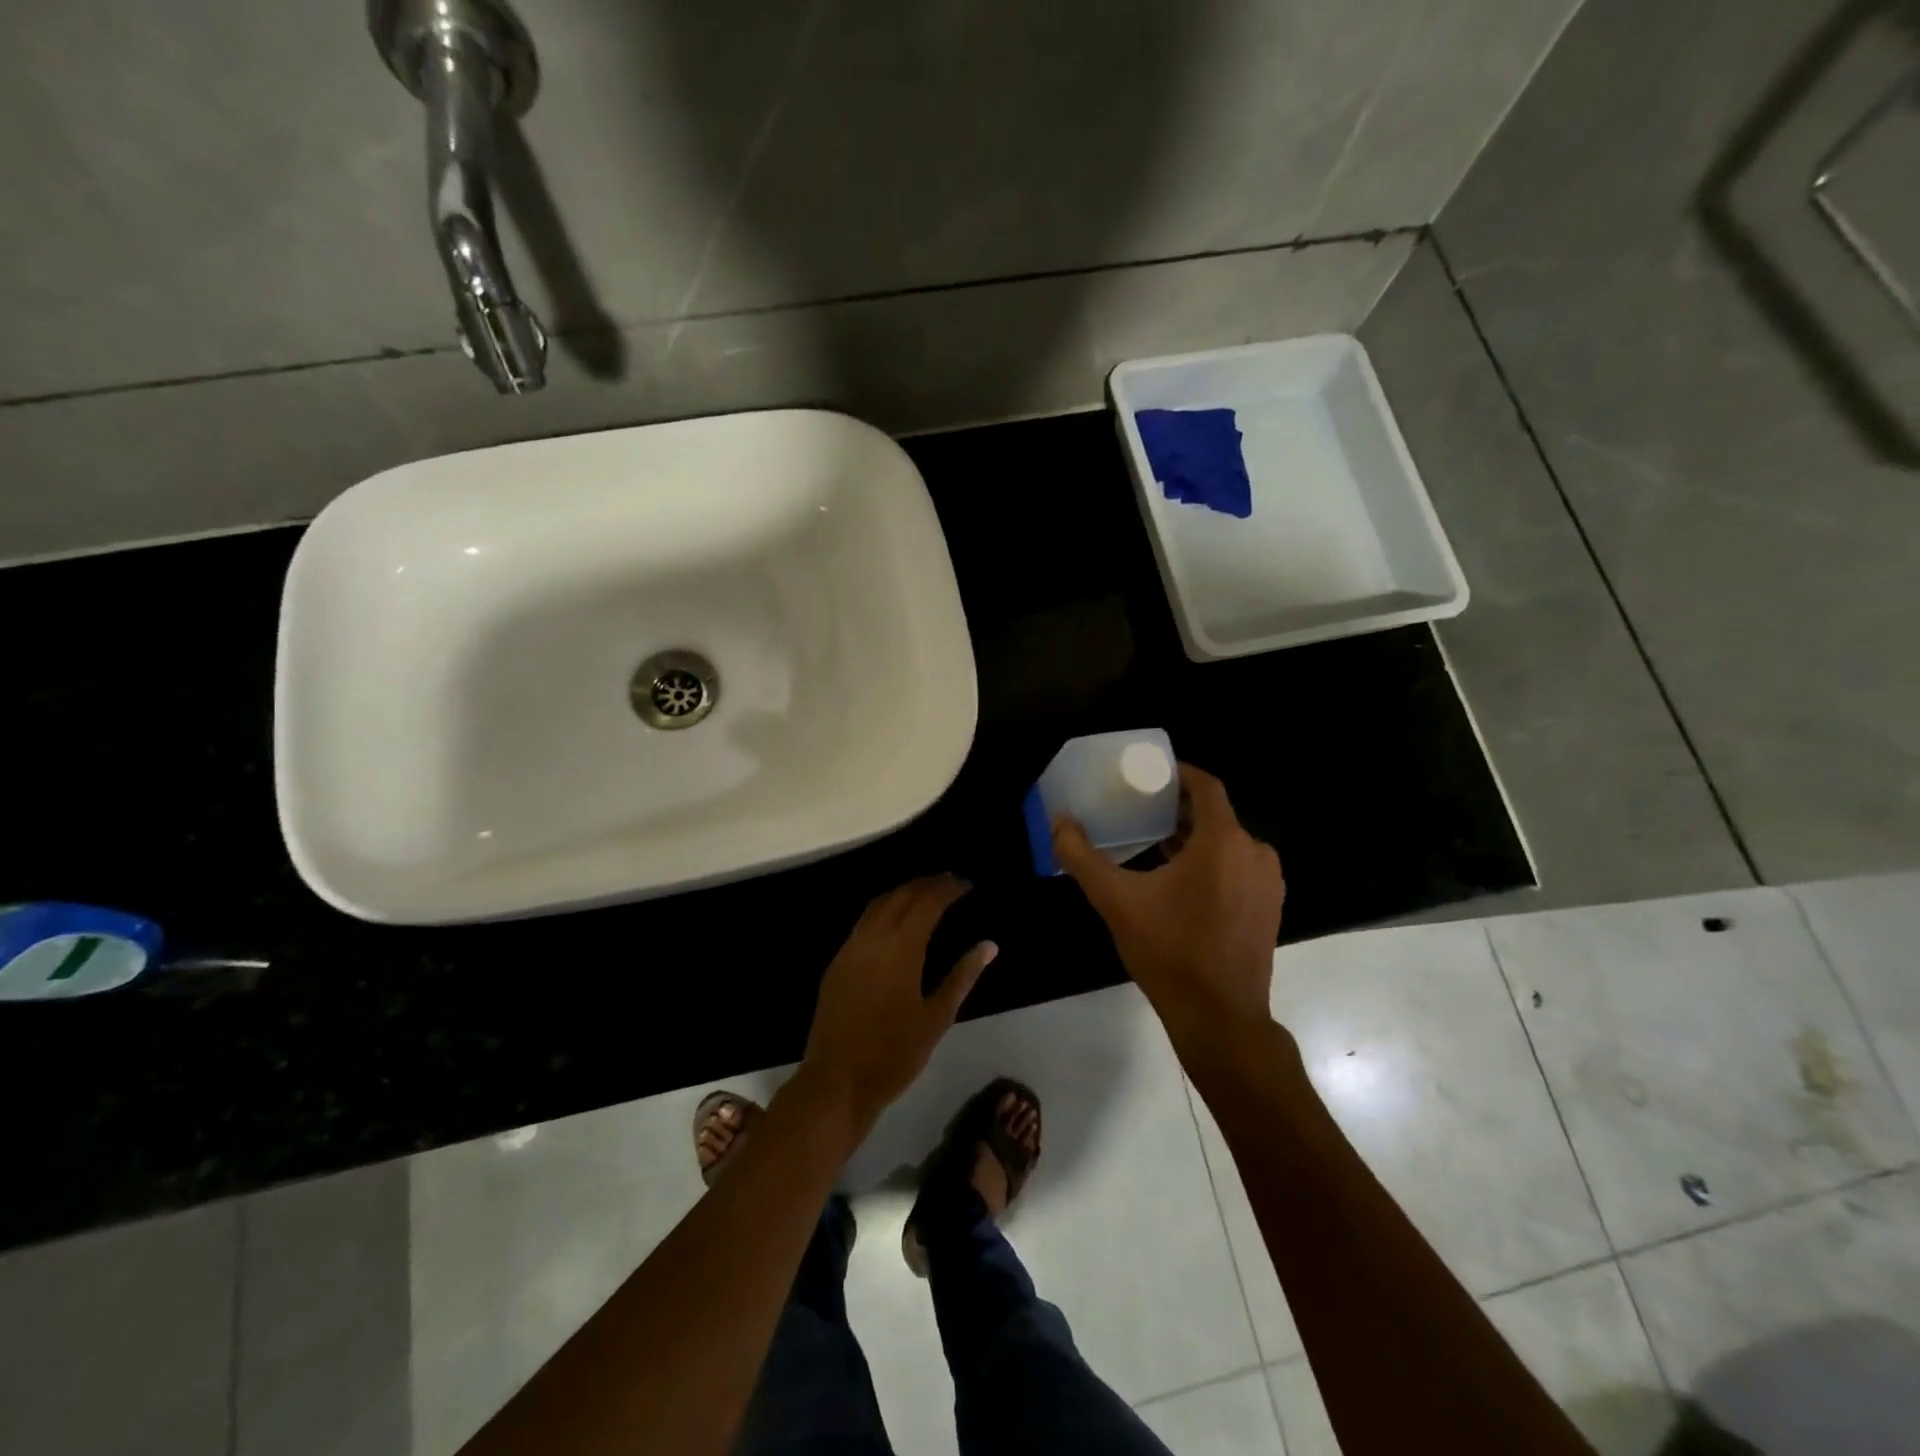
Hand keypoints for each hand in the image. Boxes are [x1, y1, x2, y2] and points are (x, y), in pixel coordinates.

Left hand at [798, 874, 996, 1129]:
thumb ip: (962, 976)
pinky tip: (895, 919)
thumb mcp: (937, 1018)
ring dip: (903, 892)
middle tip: (950, 881)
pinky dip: (884, 908)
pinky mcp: (837, 962)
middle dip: (926, 884)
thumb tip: (988, 945)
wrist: (837, 1081)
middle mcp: (873, 937)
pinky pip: (863, 921)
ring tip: (925, 892)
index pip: (927, 902)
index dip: (948, 889)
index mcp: (901, 947)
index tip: (967, 884)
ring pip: (878, 904)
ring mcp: (850, 948)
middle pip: (901, 895)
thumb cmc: (894, 1054)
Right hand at [1052, 765, 1283, 1041]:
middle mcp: (1254, 852)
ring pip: (1227, 842)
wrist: (1219, 1017)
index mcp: (1223, 841)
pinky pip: (1239, 867)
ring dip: (1193, 838)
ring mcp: (1268, 881)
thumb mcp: (1116, 901)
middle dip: (1178, 809)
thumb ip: (1082, 857)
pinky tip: (1180, 881)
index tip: (1149, 775)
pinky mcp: (1270, 906)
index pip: (1205, 786)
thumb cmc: (1169, 951)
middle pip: (1215, 814)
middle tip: (1141, 811)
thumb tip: (1057, 823)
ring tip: (1154, 844)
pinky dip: (1212, 862)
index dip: (1178, 773)